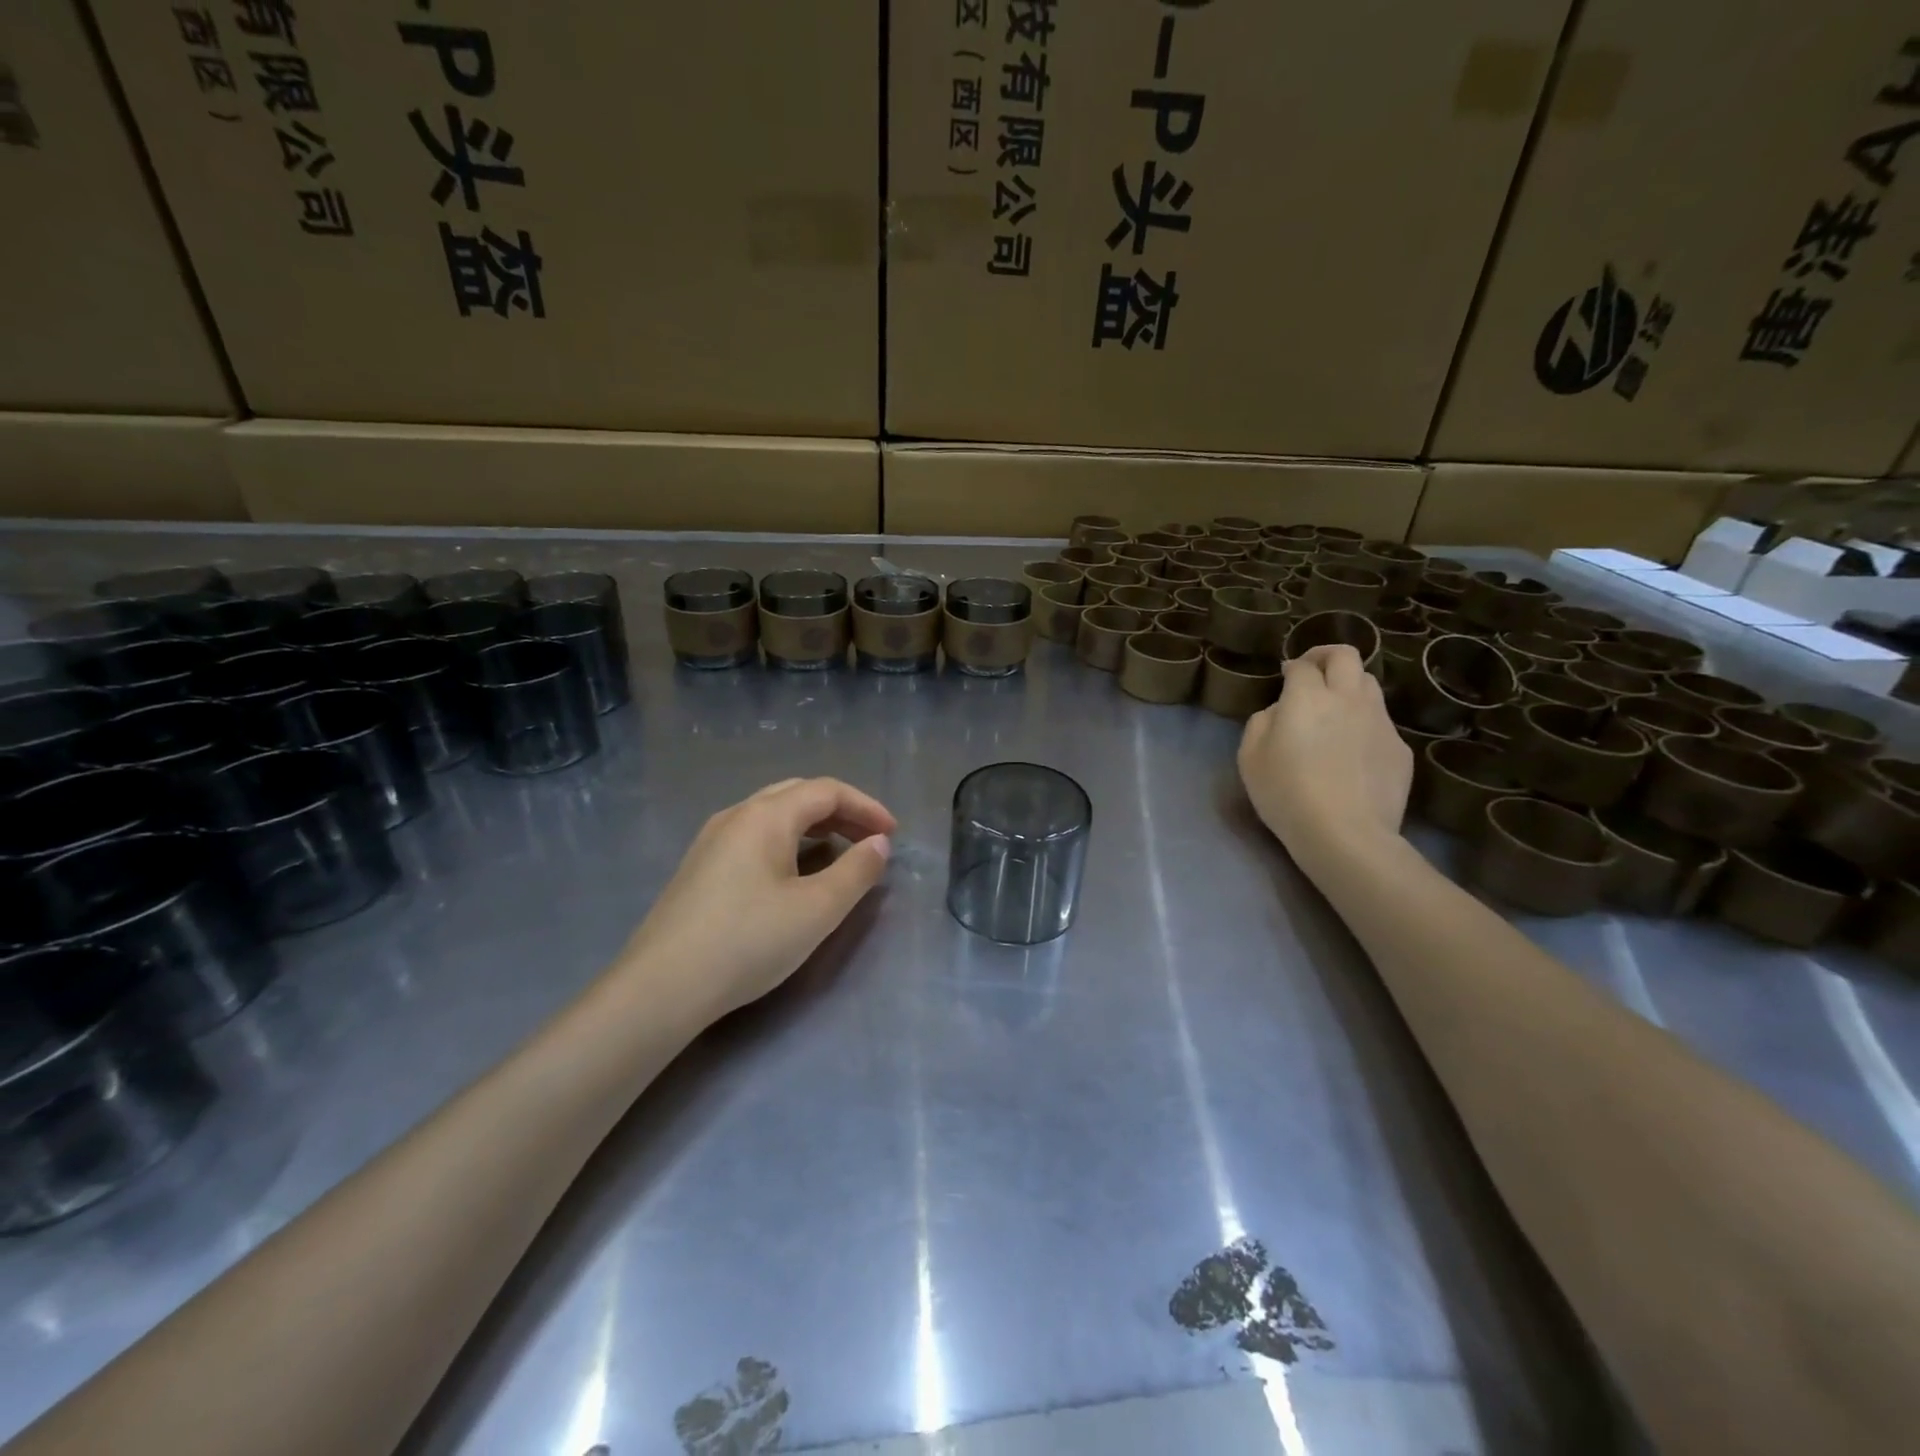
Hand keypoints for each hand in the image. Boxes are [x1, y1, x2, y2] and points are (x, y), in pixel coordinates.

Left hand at [617, 777, 895, 1022]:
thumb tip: (879, 844)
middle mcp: (736, 815)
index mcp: (766, 816)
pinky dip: (788, 840)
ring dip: (814, 825)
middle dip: (842, 811)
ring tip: (841, 851)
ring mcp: (712, 840)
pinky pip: (755, 835)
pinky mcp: (700, 867)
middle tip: (871, 839)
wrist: (661, 987)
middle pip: (799, 794)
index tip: (894, 834)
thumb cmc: (748, 942)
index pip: (827, 791)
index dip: (866, 806)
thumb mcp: (817, 909)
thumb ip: (856, 871)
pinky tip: (794, 871)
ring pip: (774, 814)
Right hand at [1238, 645, 1410, 873]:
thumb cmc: (1286, 794)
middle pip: (1346, 656)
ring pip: (1369, 684)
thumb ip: (1261, 722)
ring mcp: (1379, 722)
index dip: (1292, 666)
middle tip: (1313, 672)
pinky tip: (1352, 752)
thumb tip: (1280, 710)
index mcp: (1307, 697)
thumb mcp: (1250, 758)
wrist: (1345, 834)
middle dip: (1326, 656)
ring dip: (1349, 686)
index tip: (1284, 676)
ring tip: (1335, 710)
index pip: (1302, 665)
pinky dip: (1364, 723)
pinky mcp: (1399, 748)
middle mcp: (1347, 699)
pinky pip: (1381, 722)